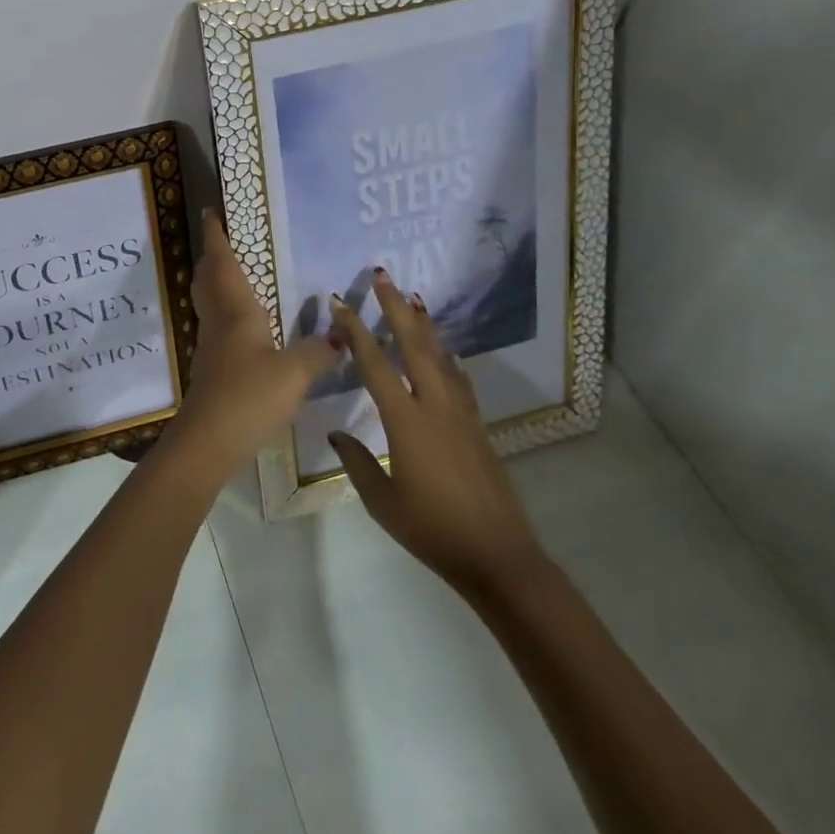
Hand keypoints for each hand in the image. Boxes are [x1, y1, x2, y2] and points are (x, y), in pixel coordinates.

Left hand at [173, 210, 339, 470]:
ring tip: (236, 272)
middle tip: (224, 238)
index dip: (216, 235)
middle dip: (212, 254)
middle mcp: (219, 320)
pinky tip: (245, 323)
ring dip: (216, 280)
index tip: (211, 210)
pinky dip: (226, 309)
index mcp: (235, 310)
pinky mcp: (212, 367)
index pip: (222, 262)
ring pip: (209, 300)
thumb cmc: (249, 395)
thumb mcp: (294, 374)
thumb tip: (340, 336)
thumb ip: (318, 352)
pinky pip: (217, 323)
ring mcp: (212, 344)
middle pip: (208, 277)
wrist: (209, 440)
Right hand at [328, 272, 546, 595]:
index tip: (340, 303)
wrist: (498, 557)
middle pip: (413, 345)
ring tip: (413, 298)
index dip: (355, 331)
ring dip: (424, 324)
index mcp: (405, 421)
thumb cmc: (432, 530)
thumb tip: (335, 432)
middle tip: (382, 276)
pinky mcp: (477, 426)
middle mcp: (434, 406)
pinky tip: (444, 349)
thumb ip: (356, 461)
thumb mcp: (382, 500)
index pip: (374, 364)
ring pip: (440, 356)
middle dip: (396, 308)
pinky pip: (458, 378)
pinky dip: (447, 356)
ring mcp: (461, 414)